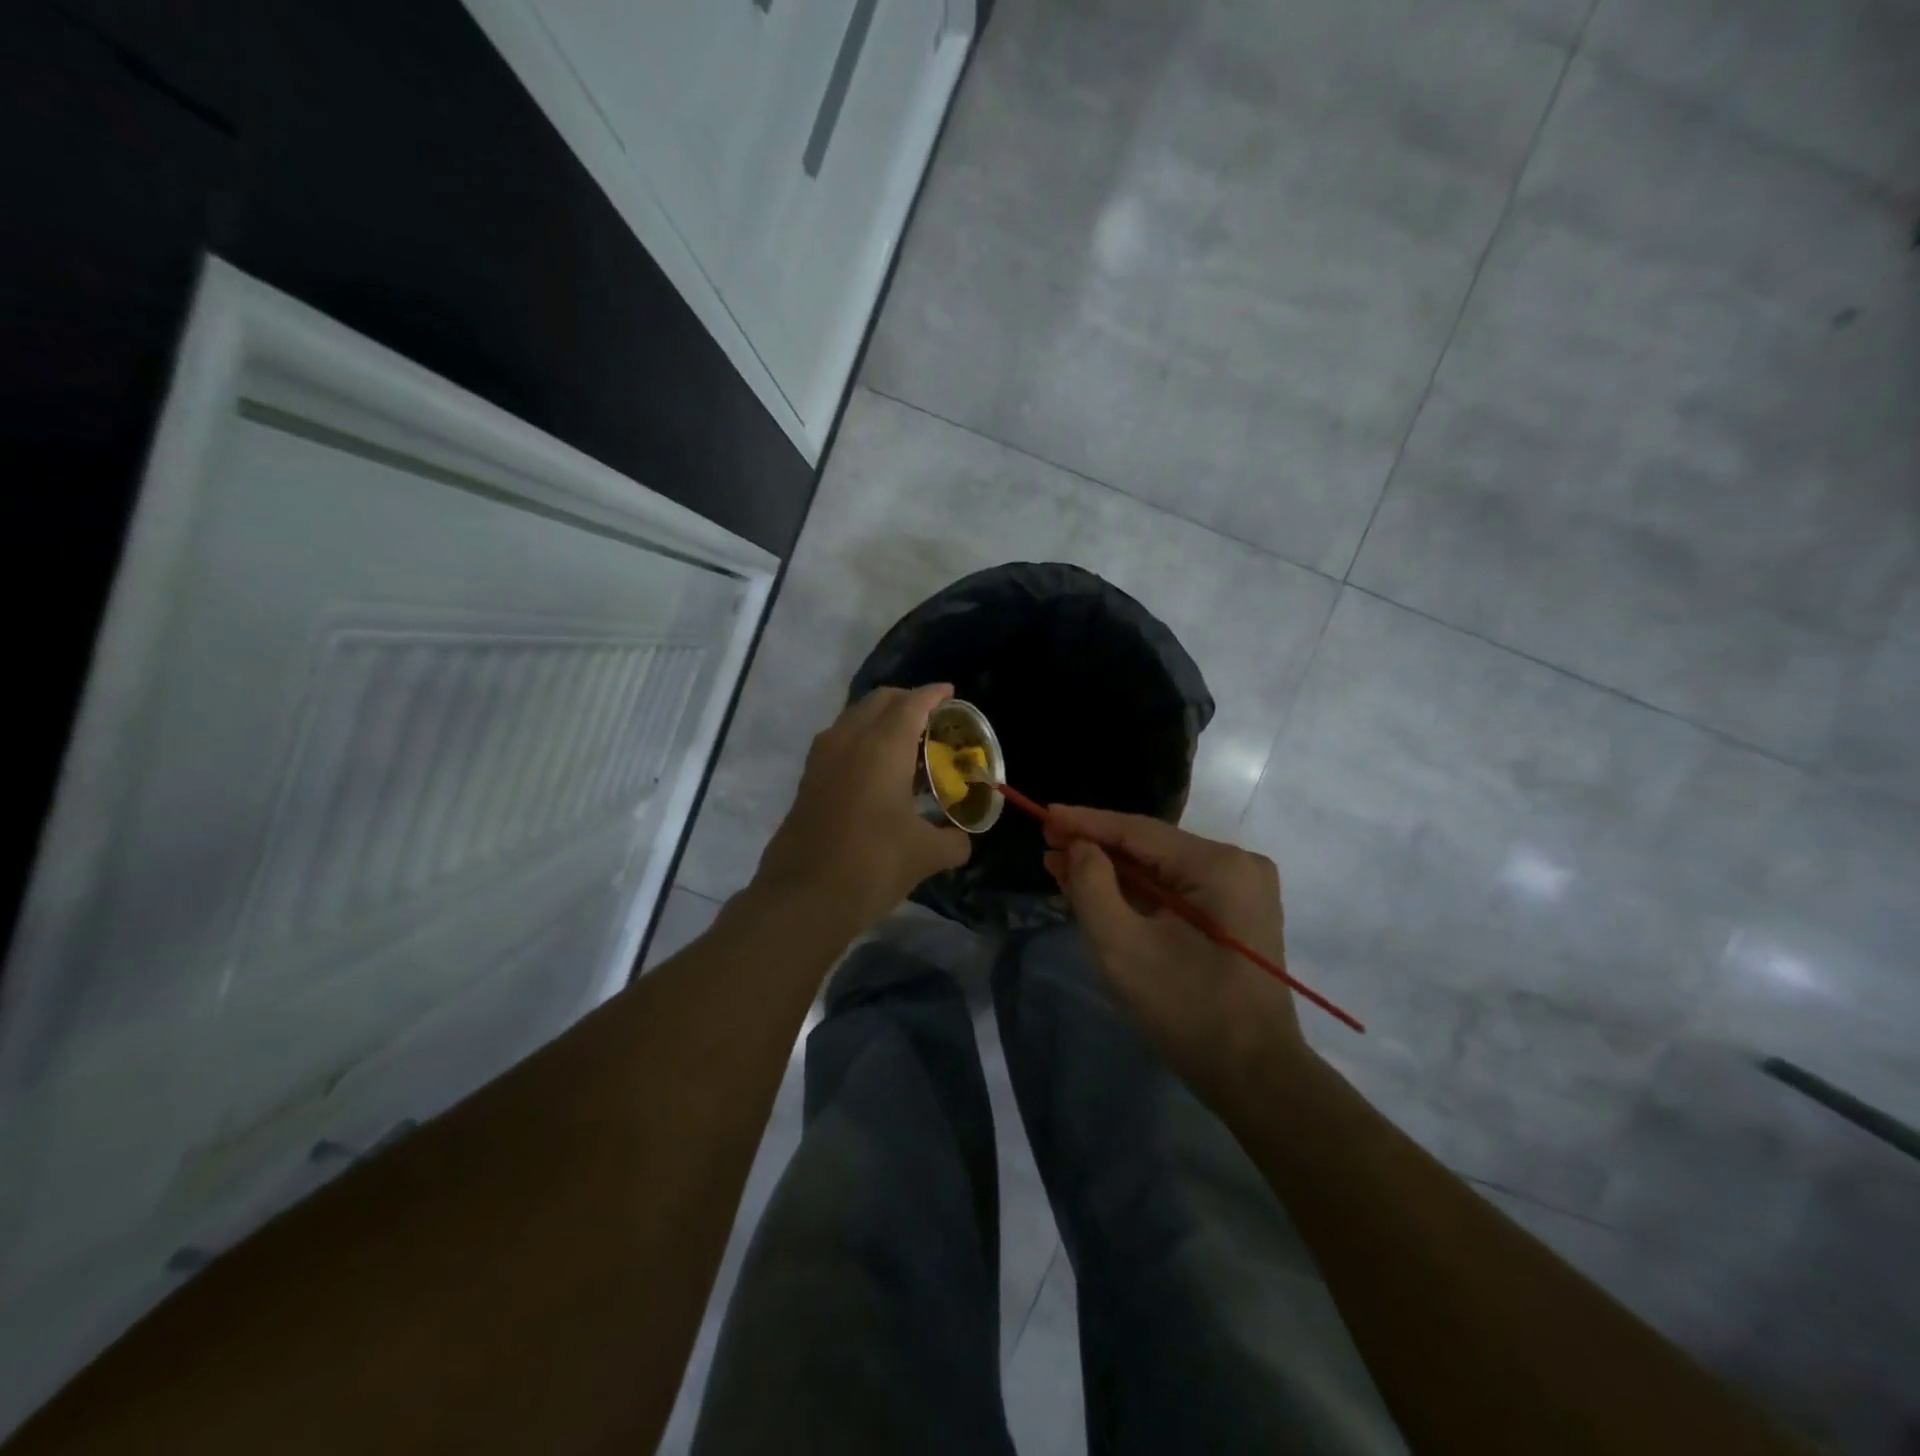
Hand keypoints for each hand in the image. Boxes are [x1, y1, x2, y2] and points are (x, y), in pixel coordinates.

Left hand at [750, 684, 971, 939]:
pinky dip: (861, 742)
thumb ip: (952, 841)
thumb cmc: (873, 865)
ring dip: (879, 721)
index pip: (911, 704)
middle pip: (878, 702)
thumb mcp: (925, 855)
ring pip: (853, 720)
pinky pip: (839, 743)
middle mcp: (848, 742)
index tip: (950, 693)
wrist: (804, 898)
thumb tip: (962, 840)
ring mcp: (822, 760)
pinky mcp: (807, 782)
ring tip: (906, 744)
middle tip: (931, 718)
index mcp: (882, 747)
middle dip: (906, 700)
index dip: (933, 695)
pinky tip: (877, 772)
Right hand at [1043, 806, 1305, 1089]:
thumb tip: (1080, 847)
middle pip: (1151, 847)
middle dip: (1096, 848)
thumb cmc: (1187, 1010)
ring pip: (1161, 870)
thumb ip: (1093, 886)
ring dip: (1113, 871)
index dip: (1086, 822)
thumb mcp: (1123, 947)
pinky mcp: (1235, 915)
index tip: (1044, 814)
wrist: (1254, 1077)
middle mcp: (1236, 865)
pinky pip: (1176, 891)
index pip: (1139, 831)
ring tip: (1061, 865)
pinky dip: (1137, 892)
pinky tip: (1098, 889)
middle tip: (1047, 843)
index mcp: (1219, 865)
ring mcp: (1240, 891)